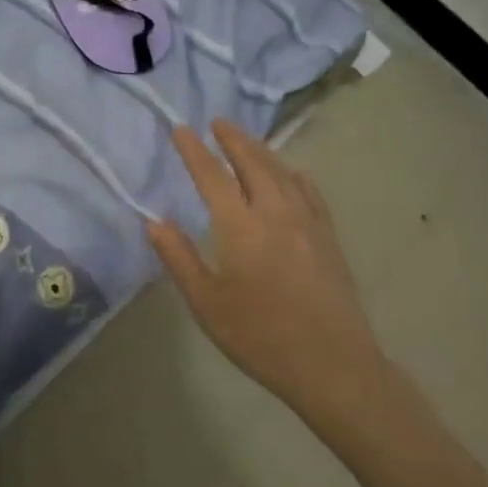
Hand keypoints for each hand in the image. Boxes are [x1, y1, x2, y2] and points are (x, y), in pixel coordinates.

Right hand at [148, 120, 383, 414]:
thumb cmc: (260, 337)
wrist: (333, 365)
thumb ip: (179, 258)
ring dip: (260, 150)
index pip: (212, 175)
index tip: (181, 129)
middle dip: (232, 139)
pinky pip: (309, 191)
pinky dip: (293, 175)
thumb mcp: (207, 303)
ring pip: (281, 171)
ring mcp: (307, 221)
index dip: (194, 151)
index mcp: (240, 226)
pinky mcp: (328, 235)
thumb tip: (154, 221)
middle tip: (218, 122)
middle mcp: (275, 212)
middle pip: (252, 162)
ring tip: (245, 140)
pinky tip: (292, 175)